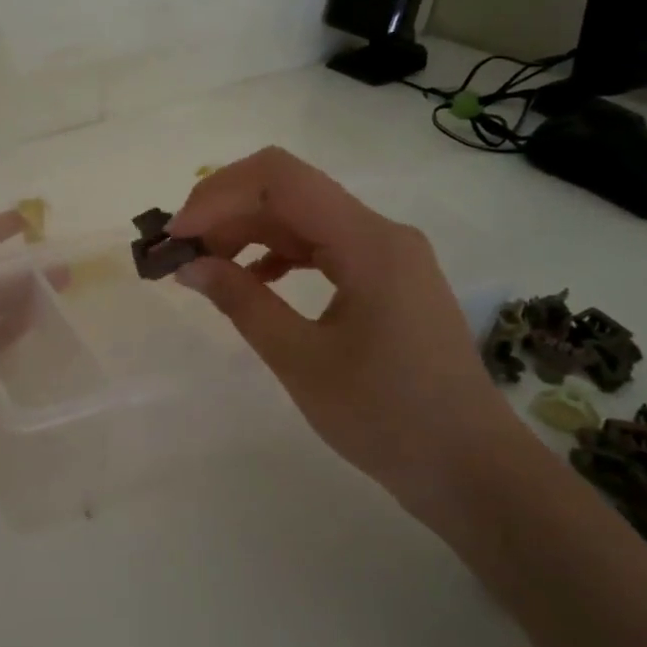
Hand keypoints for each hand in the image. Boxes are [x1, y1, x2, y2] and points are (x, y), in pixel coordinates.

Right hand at [167, 146, 524, 519]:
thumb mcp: (301, 360)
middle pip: (289, 193)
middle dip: (226, 214)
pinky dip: (278, 256)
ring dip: (248, 233)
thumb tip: (189, 265)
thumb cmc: (386, 417)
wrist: (469, 467)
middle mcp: (381, 233)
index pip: (281, 179)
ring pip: (302, 219)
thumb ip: (242, 302)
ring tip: (204, 266)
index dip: (218, 195)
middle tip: (179, 254)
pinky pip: (321, 248)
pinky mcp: (386, 280)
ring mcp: (387, 256)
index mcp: (368, 243)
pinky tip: (250, 281)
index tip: (176, 235)